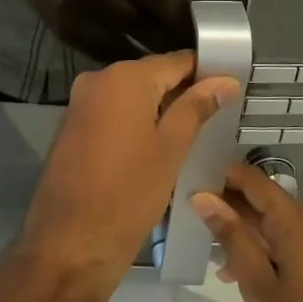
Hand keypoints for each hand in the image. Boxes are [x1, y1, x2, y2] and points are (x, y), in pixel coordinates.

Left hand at [18, 52, 239, 292]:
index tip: (232, 87)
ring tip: (195, 133)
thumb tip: (223, 80)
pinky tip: (159, 147)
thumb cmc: (129, 193)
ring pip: (131, 97)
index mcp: (123, 78)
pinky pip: (112, 114)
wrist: (70, 241)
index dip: (205, 72)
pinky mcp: (72, 127)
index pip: (175, 61)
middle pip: (150, 77)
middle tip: (219, 115)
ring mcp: (80, 104)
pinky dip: (135, 124)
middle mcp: (96, 80)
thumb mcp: (171, 149)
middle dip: (182, 93)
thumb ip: (196, 108)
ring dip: (159, 111)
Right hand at [190, 164, 302, 301]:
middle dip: (226, 202)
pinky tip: (230, 270)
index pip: (256, 182)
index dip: (223, 174)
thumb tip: (203, 196)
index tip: (188, 173)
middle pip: (264, 202)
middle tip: (186, 204)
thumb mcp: (257, 285)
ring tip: (200, 236)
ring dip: (238, 228)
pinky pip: (283, 248)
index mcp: (300, 227)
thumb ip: (231, 236)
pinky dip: (256, 250)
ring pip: (272, 227)